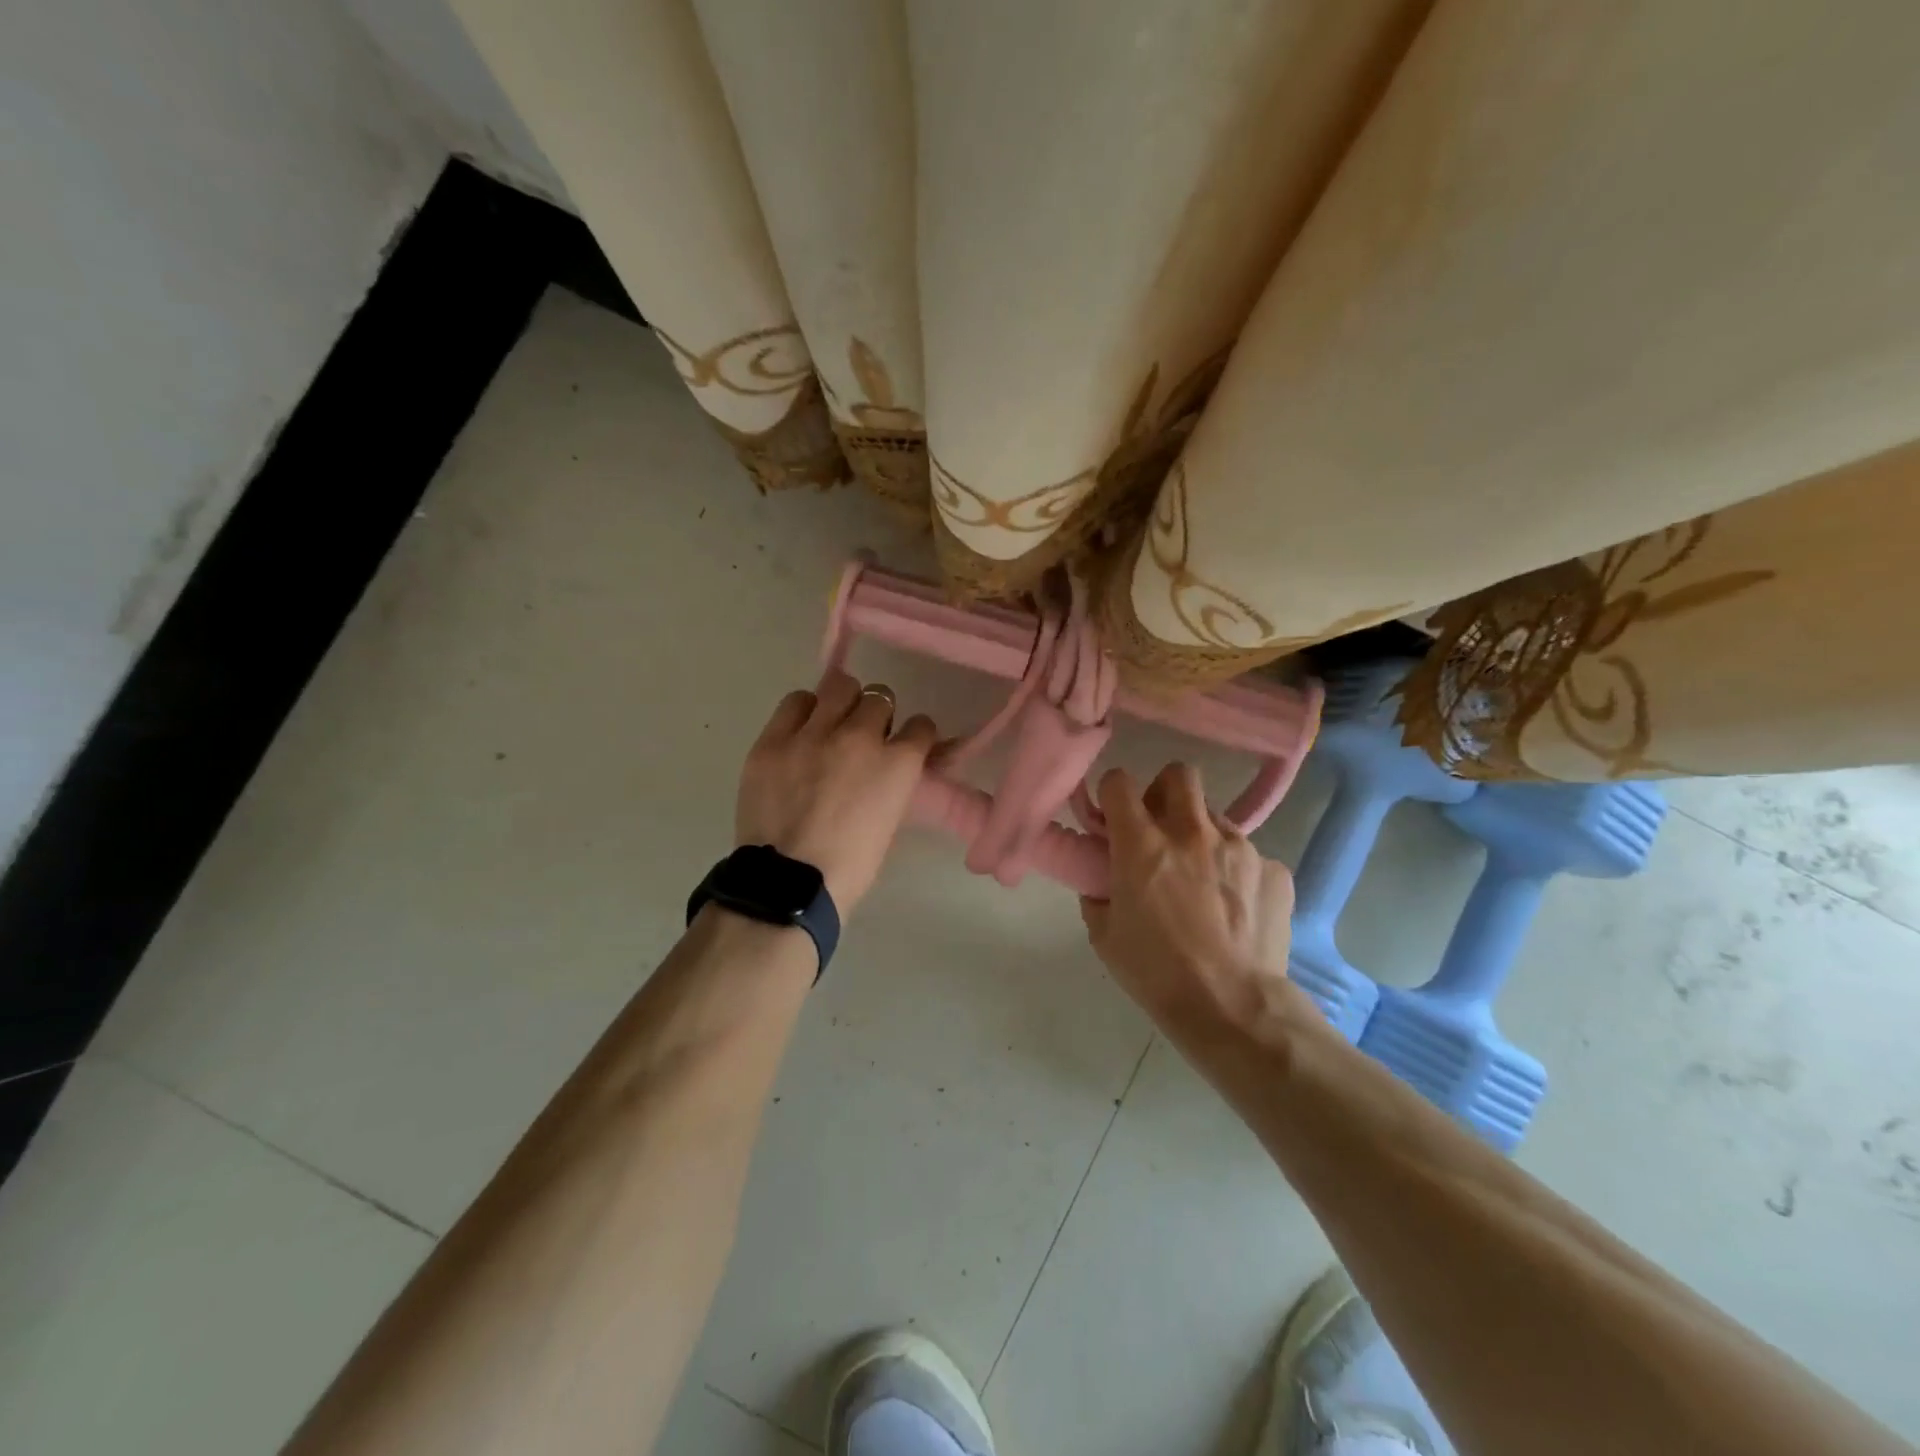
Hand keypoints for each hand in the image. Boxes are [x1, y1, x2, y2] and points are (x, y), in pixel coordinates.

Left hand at [736, 670, 937, 915]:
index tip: (904, 745)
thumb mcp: (889, 820)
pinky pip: (795, 702)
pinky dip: (804, 712)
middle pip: (879, 697)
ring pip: (838, 686)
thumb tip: (889, 767)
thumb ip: (893, 783)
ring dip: (841, 703)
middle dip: (877, 714)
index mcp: (897, 764)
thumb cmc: (850, 866)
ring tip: (830, 724)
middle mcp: (859, 736)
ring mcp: (813, 734)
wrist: (790, 884)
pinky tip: (800, 732)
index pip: (921, 726)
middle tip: (863, 736)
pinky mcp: (773, 739)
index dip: (914, 735)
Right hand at [1081, 764, 1296, 1028]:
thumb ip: (1098, 895)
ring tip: (1202, 878)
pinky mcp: (1274, 870)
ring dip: (1201, 834)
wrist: (1234, 1008)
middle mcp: (1191, 832)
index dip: (1113, 793)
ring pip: (1216, 816)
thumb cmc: (1157, 973)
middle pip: (1179, 774)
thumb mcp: (1105, 936)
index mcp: (1142, 844)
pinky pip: (1250, 855)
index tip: (1114, 817)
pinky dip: (1237, 871)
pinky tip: (1235, 907)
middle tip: (1160, 827)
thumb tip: (1103, 881)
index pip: (1120, 782)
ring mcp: (1239, 847)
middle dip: (1164, 791)